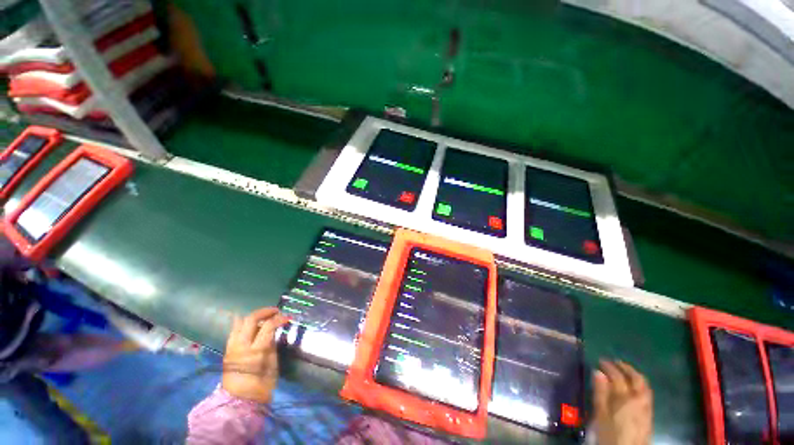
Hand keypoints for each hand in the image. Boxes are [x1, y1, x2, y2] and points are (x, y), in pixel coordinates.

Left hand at [222, 308, 288, 403]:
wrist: (241, 401)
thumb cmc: (262, 383)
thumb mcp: (272, 363)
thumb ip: (271, 344)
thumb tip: (274, 329)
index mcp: (255, 351)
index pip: (268, 326)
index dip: (279, 318)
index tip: (288, 317)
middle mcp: (240, 346)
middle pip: (250, 319)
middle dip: (264, 312)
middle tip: (275, 311)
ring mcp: (231, 347)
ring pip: (239, 323)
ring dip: (253, 317)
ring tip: (263, 317)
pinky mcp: (227, 350)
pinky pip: (235, 331)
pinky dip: (243, 324)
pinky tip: (252, 325)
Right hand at [593, 360, 652, 444]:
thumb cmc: (610, 434)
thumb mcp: (601, 414)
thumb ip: (600, 392)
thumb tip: (597, 372)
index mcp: (626, 397)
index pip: (618, 376)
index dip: (609, 366)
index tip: (600, 360)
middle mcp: (639, 399)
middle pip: (637, 379)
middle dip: (626, 368)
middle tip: (615, 362)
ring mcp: (647, 407)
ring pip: (644, 386)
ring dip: (634, 375)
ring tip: (625, 371)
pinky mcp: (649, 415)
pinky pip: (646, 394)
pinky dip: (639, 385)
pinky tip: (633, 388)